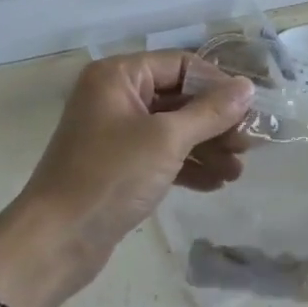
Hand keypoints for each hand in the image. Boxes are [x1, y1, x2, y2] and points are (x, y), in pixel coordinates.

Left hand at [0, 53, 253, 306]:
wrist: (56, 241)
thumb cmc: (110, 177)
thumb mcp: (166, 140)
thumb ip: (210, 112)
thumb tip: (247, 87)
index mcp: (119, 76)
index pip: (180, 65)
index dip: (217, 84)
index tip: (251, 108)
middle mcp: (116, 97)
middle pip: (179, 98)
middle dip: (216, 121)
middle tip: (250, 143)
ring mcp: (116, 133)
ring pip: (173, 129)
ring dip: (207, 146)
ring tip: (239, 169)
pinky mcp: (119, 166)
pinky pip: (161, 155)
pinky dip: (188, 165)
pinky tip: (217, 183)